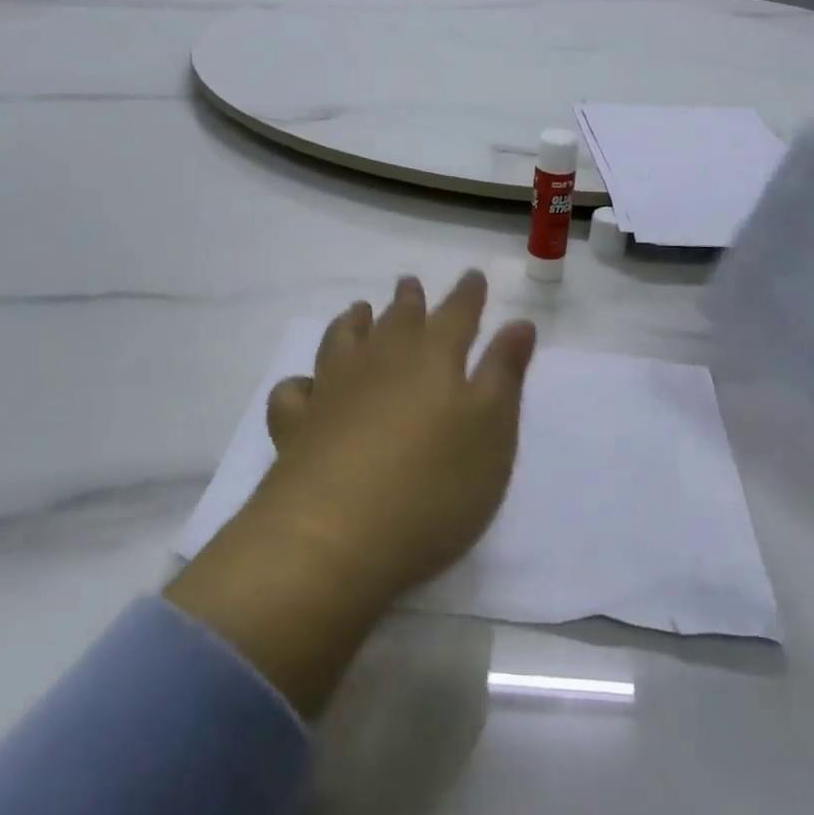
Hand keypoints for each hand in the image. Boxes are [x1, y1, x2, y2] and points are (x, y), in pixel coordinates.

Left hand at [167, 271, 535, 716]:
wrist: (333, 538)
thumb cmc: (432, 486)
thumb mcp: (491, 431)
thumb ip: (504, 373)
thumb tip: (519, 322)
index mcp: (433, 357)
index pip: (457, 313)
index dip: (468, 294)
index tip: (473, 276)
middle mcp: (381, 360)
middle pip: (397, 318)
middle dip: (409, 300)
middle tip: (410, 284)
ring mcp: (333, 390)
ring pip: (343, 340)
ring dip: (354, 321)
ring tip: (358, 310)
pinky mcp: (296, 426)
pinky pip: (294, 391)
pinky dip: (302, 382)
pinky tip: (307, 387)